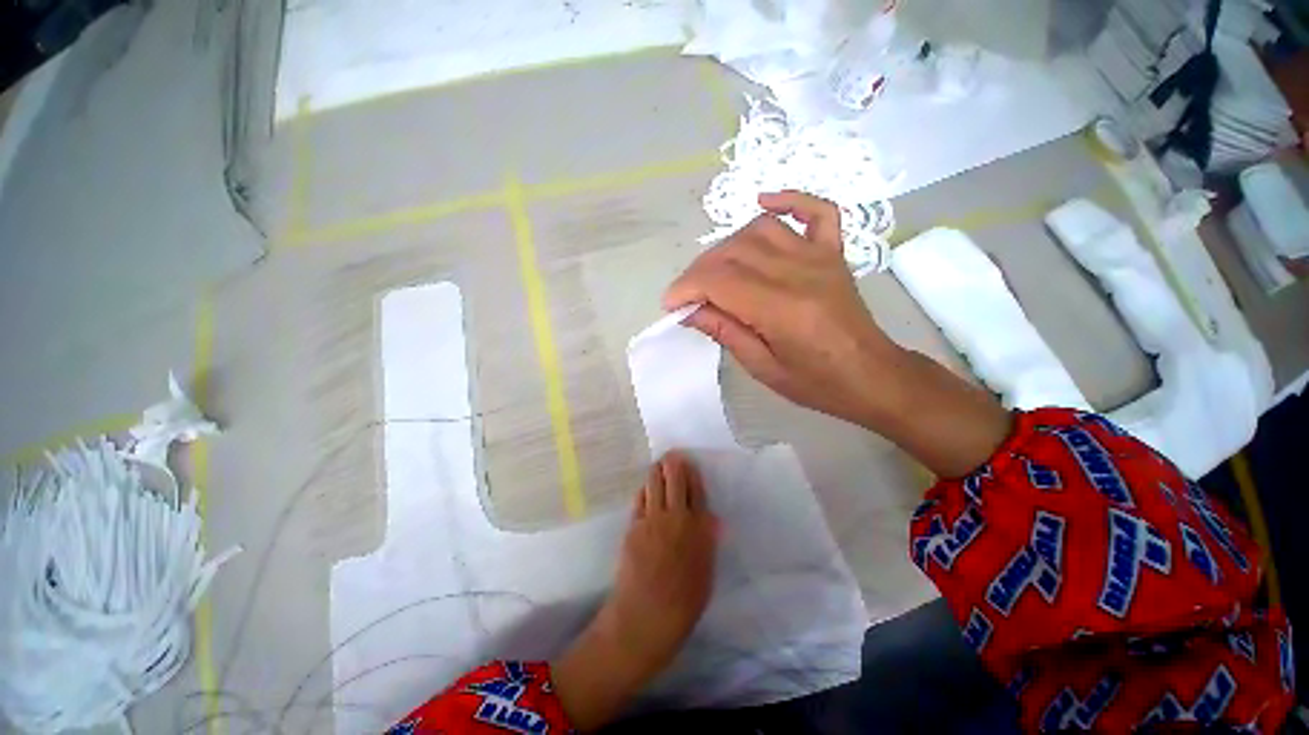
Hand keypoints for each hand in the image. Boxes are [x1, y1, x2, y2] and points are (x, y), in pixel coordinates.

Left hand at [552, 452, 717, 729]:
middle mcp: (677, 516)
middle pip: (675, 478)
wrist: (646, 617)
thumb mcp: (706, 573)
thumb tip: (709, 518)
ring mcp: (653, 518)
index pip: (696, 490)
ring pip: (655, 483)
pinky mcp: (634, 525)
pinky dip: (644, 489)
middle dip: (674, 463)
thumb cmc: (684, 602)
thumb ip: (706, 541)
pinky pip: (640, 498)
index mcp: (699, 528)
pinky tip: (646, 488)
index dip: (692, 473)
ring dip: (657, 471)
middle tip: (673, 456)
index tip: (690, 463)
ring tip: (659, 465)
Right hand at [664, 191, 901, 426]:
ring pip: (760, 230)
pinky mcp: (833, 252)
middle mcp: (799, 273)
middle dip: (699, 271)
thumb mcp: (763, 368)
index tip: (671, 304)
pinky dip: (788, 200)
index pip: (720, 281)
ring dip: (727, 247)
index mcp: (782, 310)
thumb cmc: (817, 383)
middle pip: (733, 253)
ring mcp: (820, 257)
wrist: (872, 376)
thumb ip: (725, 332)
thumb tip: (689, 310)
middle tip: (688, 294)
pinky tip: (763, 204)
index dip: (686, 287)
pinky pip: (815, 211)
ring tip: (715, 272)